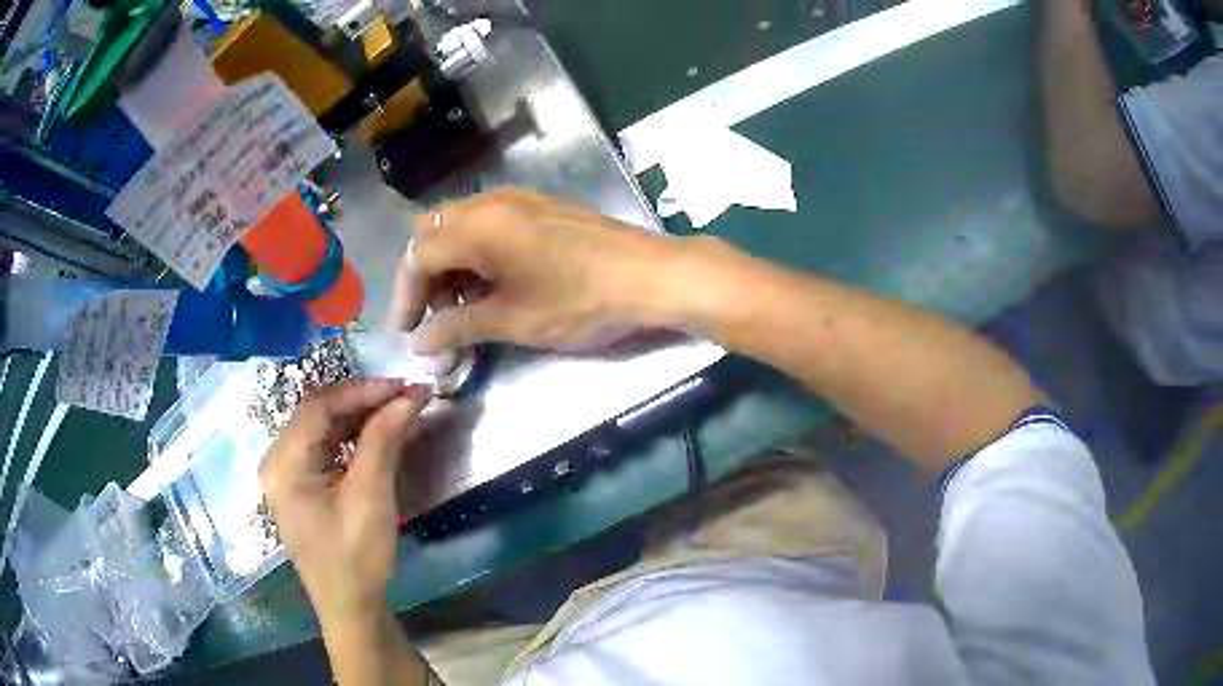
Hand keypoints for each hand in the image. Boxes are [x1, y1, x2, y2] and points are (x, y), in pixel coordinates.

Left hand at [259, 381, 429, 622]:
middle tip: (406, 397)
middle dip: (363, 402)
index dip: (361, 391)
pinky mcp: (302, 484)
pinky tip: (381, 434)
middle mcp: (278, 461)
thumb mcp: (370, 498)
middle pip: (318, 414)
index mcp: (283, 465)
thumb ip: (384, 441)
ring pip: (324, 428)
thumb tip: (410, 396)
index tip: (403, 387)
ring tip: (399, 411)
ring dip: (361, 417)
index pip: (318, 407)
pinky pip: (326, 447)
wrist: (350, 607)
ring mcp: (288, 473)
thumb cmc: (355, 557)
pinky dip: (354, 437)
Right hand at [389, 189, 687, 352]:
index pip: (418, 255)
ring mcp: (518, 198)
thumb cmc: (579, 300)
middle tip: (435, 315)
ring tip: (464, 305)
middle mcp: (490, 202)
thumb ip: (458, 327)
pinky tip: (494, 282)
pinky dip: (477, 250)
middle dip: (425, 274)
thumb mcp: (513, 320)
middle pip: (434, 231)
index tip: (409, 332)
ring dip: (451, 262)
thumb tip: (420, 342)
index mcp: (477, 225)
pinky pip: (490, 222)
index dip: (406, 295)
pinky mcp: (541, 205)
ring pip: (461, 225)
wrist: (650, 275)